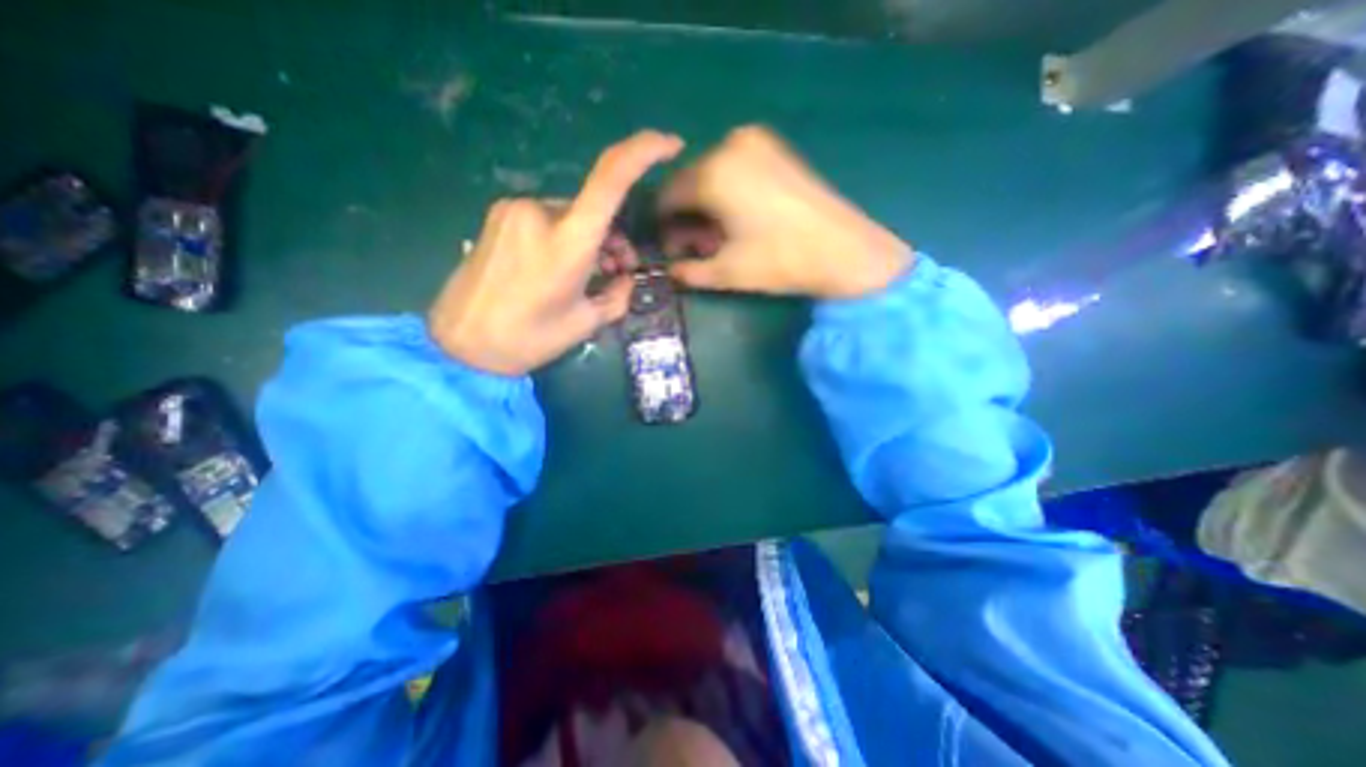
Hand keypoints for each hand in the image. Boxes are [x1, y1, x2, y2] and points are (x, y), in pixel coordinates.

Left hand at [424, 133, 683, 377]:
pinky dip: (564, 237)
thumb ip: (617, 295)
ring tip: (589, 275)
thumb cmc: (530, 339)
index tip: (671, 144)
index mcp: (567, 241)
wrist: (461, 346)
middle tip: (618, 270)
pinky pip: (546, 219)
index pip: (611, 178)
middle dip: (614, 236)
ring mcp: (513, 210)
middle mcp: (539, 212)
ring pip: (570, 215)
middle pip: (594, 208)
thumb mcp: (586, 322)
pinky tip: (559, 268)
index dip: (645, 151)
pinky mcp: (498, 217)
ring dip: (589, 239)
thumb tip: (626, 278)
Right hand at [660, 126, 905, 298]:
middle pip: (689, 183)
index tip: (672, 250)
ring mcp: (756, 142)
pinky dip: (727, 193)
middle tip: (698, 250)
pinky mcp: (775, 149)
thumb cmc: (781, 261)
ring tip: (721, 239)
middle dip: (687, 218)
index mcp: (713, 173)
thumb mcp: (726, 273)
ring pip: (711, 176)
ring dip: (706, 207)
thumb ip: (687, 271)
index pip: (667, 196)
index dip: (665, 226)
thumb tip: (669, 270)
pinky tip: (739, 220)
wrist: (845, 250)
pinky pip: (734, 169)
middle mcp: (730, 145)